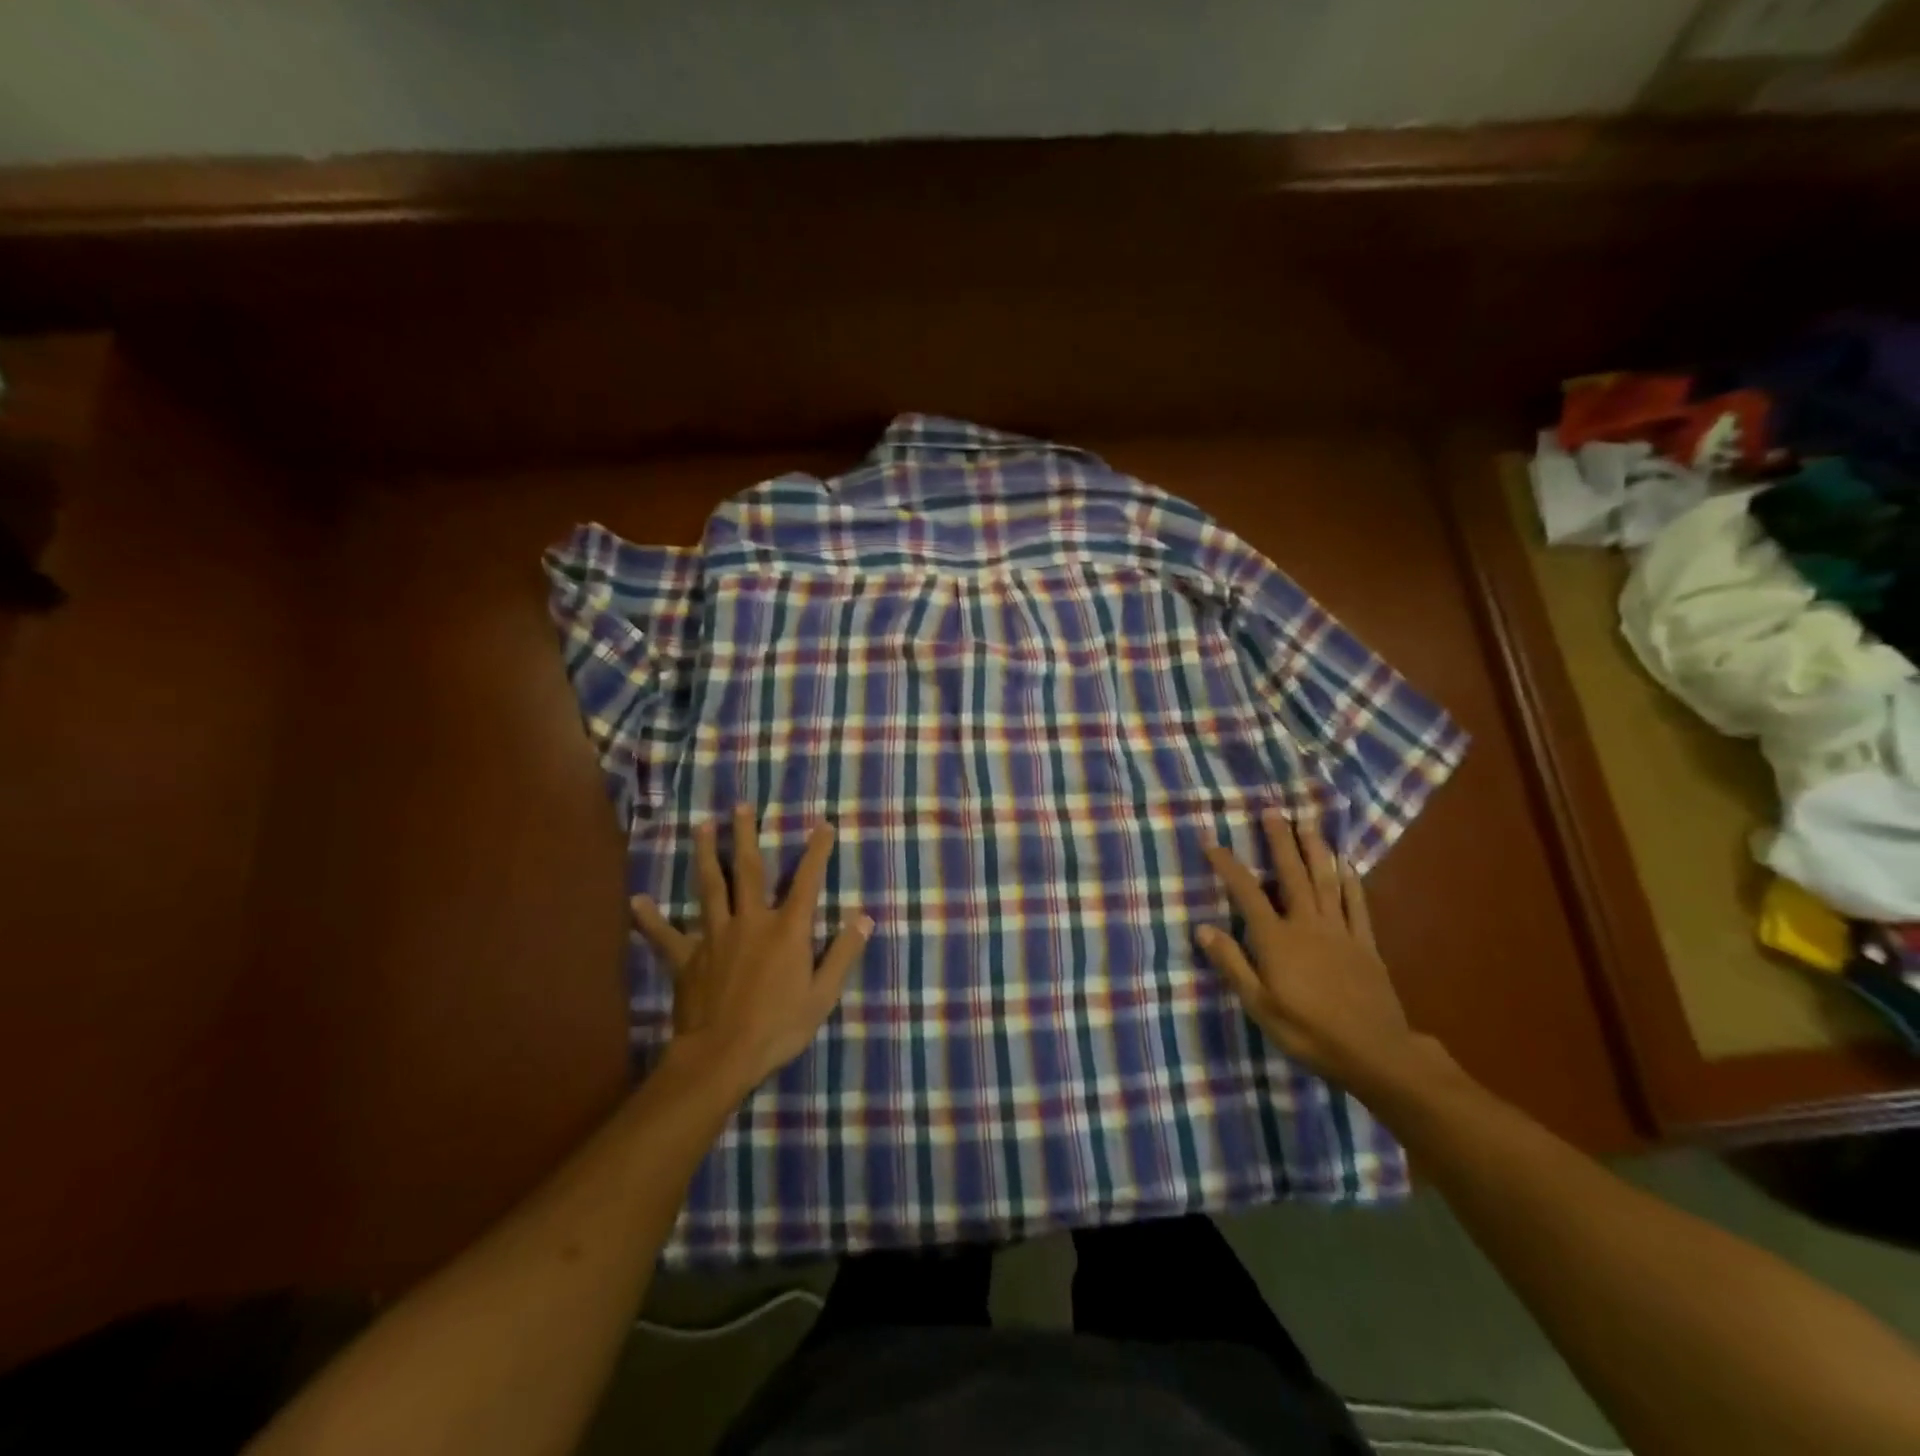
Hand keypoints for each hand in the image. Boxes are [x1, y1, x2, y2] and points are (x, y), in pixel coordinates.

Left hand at [630, 805, 873, 1096]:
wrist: (721, 1056)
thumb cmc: (778, 1027)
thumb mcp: (823, 995)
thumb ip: (843, 953)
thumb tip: (865, 917)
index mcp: (786, 930)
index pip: (807, 882)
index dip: (817, 852)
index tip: (823, 825)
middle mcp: (750, 921)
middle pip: (748, 871)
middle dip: (745, 836)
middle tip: (740, 806)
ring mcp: (715, 937)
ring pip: (709, 888)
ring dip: (705, 855)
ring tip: (701, 826)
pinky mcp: (687, 958)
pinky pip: (666, 935)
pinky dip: (650, 919)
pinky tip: (637, 902)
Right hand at [1197, 809, 1424, 1094]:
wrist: (1376, 1052)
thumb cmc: (1309, 1032)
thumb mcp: (1260, 1005)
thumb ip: (1233, 964)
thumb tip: (1203, 928)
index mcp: (1277, 940)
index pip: (1247, 894)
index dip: (1228, 866)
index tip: (1212, 842)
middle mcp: (1307, 925)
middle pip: (1292, 875)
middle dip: (1280, 841)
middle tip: (1273, 811)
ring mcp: (1340, 931)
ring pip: (1325, 881)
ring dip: (1315, 850)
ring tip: (1307, 824)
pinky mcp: (1365, 944)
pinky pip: (1357, 905)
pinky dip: (1350, 882)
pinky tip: (1346, 865)